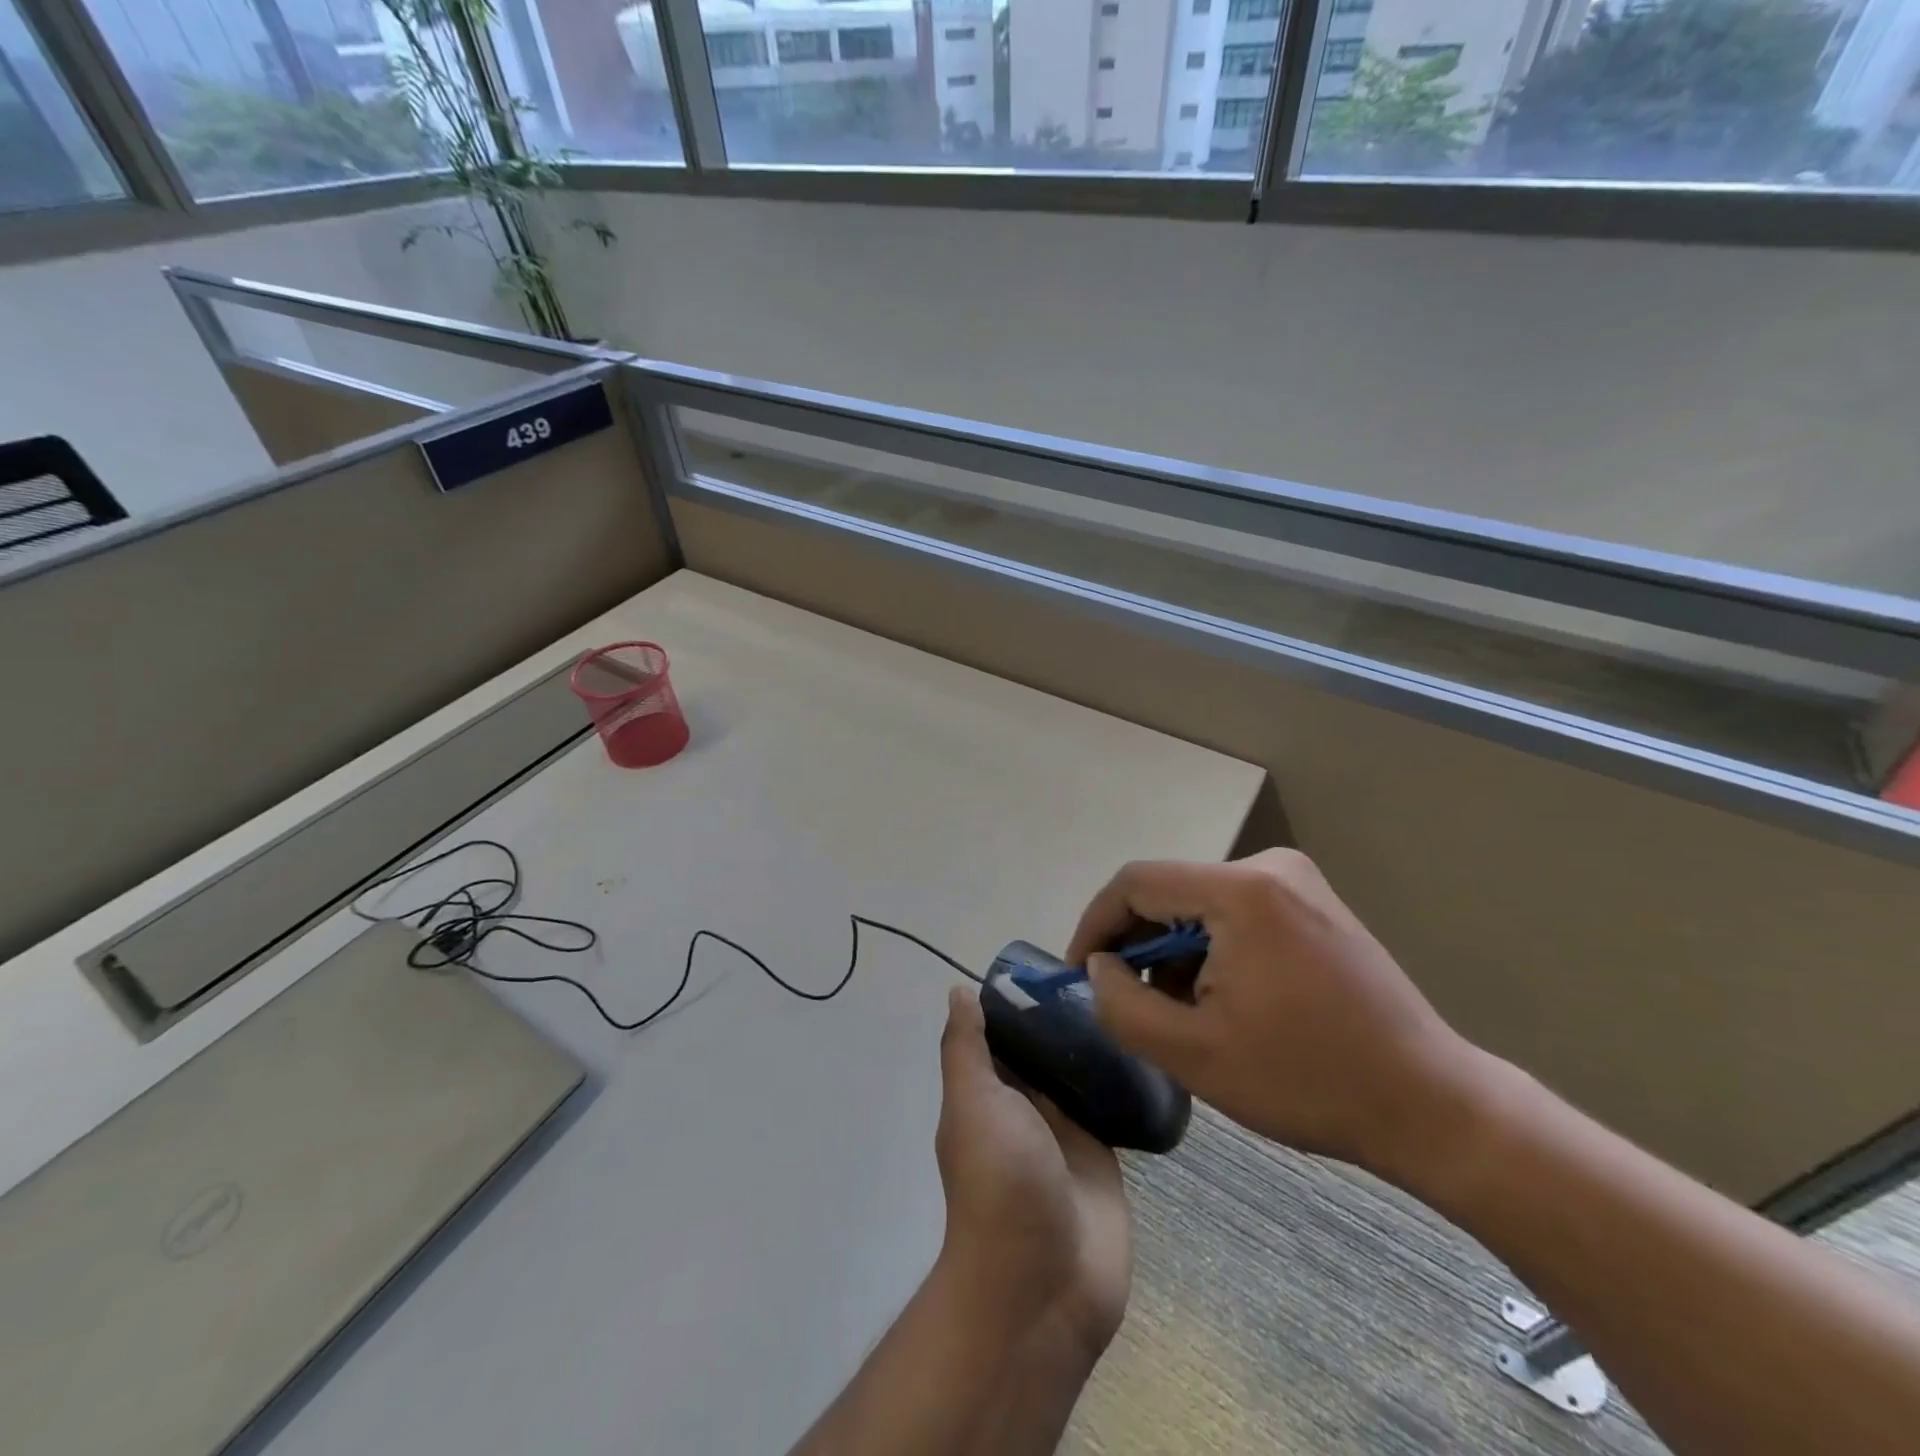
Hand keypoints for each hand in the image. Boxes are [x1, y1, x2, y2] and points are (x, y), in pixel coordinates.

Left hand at [934, 987, 1131, 1358]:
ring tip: (1129, 995)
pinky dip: (1122, 1078)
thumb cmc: (1001, 1182)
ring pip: (1078, 1071)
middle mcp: (1023, 1105)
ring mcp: (1064, 1129)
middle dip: (1063, 1014)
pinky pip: (1111, 1104)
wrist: (1046, 1284)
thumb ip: (966, 1049)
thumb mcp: (972, 1104)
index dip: (1017, 996)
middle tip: (1104, 971)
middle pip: (1042, 1047)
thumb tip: (959, 991)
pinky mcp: (1102, 1152)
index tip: (1050, 960)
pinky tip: (1146, 1042)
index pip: (1000, 1031)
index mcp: (987, 1091)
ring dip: (1095, 1043)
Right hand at [1066, 849, 1480, 1183]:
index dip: (1096, 925)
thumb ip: (1120, 1004)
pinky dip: (1211, 948)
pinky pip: (1235, 911)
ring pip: (1199, 903)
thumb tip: (1100, 966)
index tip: (1081, 974)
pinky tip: (1223, 998)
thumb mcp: (1192, 1054)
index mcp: (1241, 891)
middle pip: (1170, 891)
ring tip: (1182, 1012)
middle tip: (1130, 1002)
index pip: (1136, 883)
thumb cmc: (1306, 1080)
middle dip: (1138, 946)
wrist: (1429, 1104)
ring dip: (1175, 951)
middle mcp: (1269, 867)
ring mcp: (1297, 881)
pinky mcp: (1313, 902)